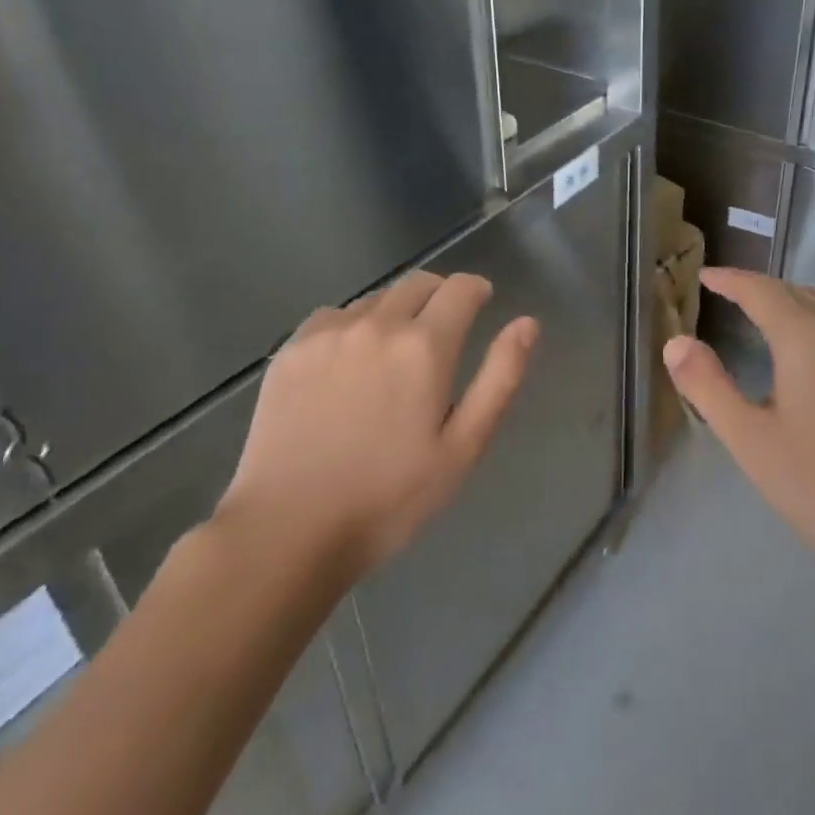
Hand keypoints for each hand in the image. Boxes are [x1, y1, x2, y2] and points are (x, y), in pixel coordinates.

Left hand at [215, 271, 536, 583]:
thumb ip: (500, 378)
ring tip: (392, 356)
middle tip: (442, 332)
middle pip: (418, 283)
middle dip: (440, 296)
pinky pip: (333, 316)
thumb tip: (527, 323)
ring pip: (376, 299)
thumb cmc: (389, 497)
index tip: (481, 304)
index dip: (477, 290)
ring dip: (396, 312)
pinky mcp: (291, 349)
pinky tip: (347, 365)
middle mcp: (377, 324)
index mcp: (424, 346)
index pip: (461, 288)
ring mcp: (328, 333)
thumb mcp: (462, 447)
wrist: (287, 531)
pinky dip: (352, 326)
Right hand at [662, 268, 814, 586]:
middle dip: (761, 288)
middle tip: (729, 295)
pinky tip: (811, 360)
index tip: (704, 276)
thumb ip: (708, 387)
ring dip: (794, 302)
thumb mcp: (750, 440)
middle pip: (799, 292)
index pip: (762, 291)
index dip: (731, 280)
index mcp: (807, 340)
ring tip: (765, 318)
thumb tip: (675, 342)